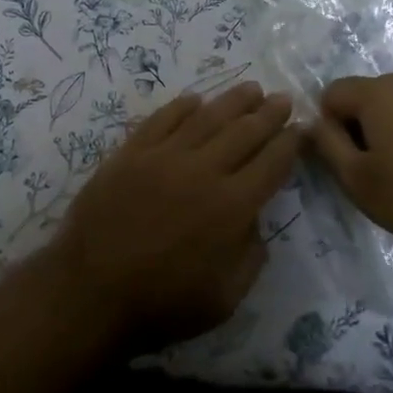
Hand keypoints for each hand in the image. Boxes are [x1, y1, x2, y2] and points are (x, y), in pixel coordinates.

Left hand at [49, 83, 298, 351]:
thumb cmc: (162, 304)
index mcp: (232, 207)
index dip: (290, 143)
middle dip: (269, 114)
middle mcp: (203, 171)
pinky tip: (195, 100)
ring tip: (251, 89)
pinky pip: (163, 119)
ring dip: (233, 101)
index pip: (272, 163)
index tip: (301, 128)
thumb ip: (251, 255)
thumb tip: (254, 219)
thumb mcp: (226, 298)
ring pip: (207, 117)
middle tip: (283, 99)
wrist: (90, 293)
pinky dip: (182, 107)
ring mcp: (164, 156)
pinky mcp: (131, 152)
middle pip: (244, 132)